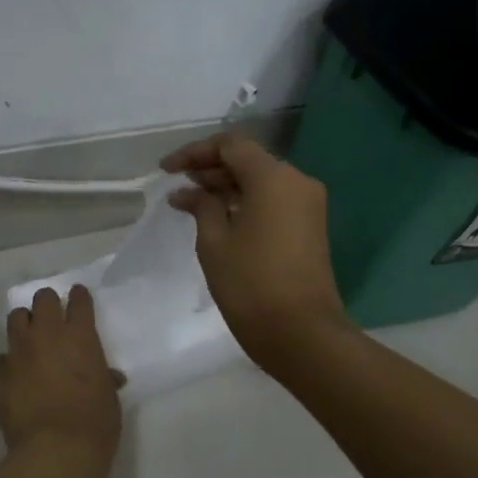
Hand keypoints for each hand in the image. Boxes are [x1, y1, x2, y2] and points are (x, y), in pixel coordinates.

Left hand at [0, 285, 122, 454]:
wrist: (55, 450)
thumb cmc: (94, 423)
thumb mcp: (109, 397)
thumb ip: (104, 378)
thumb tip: (110, 377)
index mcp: (80, 336)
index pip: (78, 301)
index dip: (78, 297)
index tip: (77, 297)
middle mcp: (47, 335)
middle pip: (42, 300)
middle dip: (47, 305)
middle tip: (52, 318)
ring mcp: (19, 352)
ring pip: (16, 318)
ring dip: (24, 324)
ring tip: (30, 339)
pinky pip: (0, 358)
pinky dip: (8, 362)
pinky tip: (14, 375)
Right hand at [162, 133, 349, 370]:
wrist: (301, 332)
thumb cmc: (250, 283)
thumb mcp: (214, 241)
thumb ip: (201, 205)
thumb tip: (188, 192)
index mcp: (273, 177)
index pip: (230, 145)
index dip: (195, 152)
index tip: (167, 170)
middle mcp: (296, 181)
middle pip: (248, 161)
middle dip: (210, 169)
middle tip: (178, 186)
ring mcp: (307, 205)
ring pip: (261, 181)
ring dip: (226, 187)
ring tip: (191, 203)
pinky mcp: (309, 226)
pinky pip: (273, 201)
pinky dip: (245, 203)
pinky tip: (217, 217)